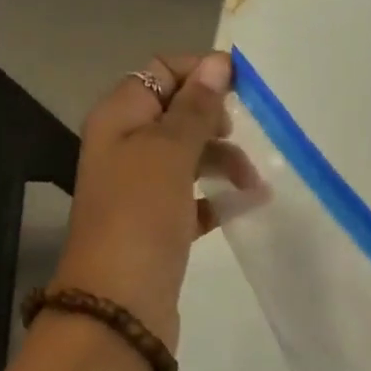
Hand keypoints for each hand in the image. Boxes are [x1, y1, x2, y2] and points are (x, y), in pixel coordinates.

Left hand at [50, 53, 232, 349]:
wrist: (120, 307)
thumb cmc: (140, 218)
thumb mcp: (167, 153)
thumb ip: (194, 109)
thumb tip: (218, 63)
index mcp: (118, 120)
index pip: (159, 73)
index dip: (200, 74)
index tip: (243, 90)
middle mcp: (125, 150)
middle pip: (176, 116)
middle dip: (215, 121)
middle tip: (242, 137)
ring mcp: (140, 192)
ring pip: (188, 159)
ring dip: (223, 162)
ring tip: (253, 184)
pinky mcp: (158, 229)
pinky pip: (192, 201)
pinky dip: (217, 200)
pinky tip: (242, 208)